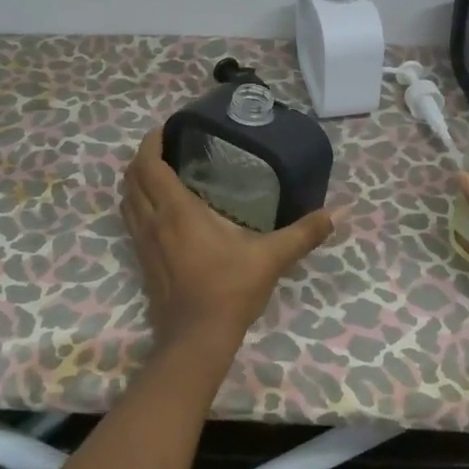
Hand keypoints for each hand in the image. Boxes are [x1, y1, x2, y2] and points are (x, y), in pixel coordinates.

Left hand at [120, 128, 342, 358]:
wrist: (196, 340)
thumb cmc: (230, 290)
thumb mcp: (272, 257)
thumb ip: (305, 232)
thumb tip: (342, 211)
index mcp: (177, 210)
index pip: (149, 165)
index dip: (151, 141)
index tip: (167, 128)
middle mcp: (153, 221)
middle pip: (131, 178)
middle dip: (142, 156)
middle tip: (166, 145)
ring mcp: (143, 243)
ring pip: (126, 200)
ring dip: (136, 181)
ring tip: (159, 171)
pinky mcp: (142, 262)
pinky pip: (131, 221)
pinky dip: (137, 204)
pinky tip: (158, 209)